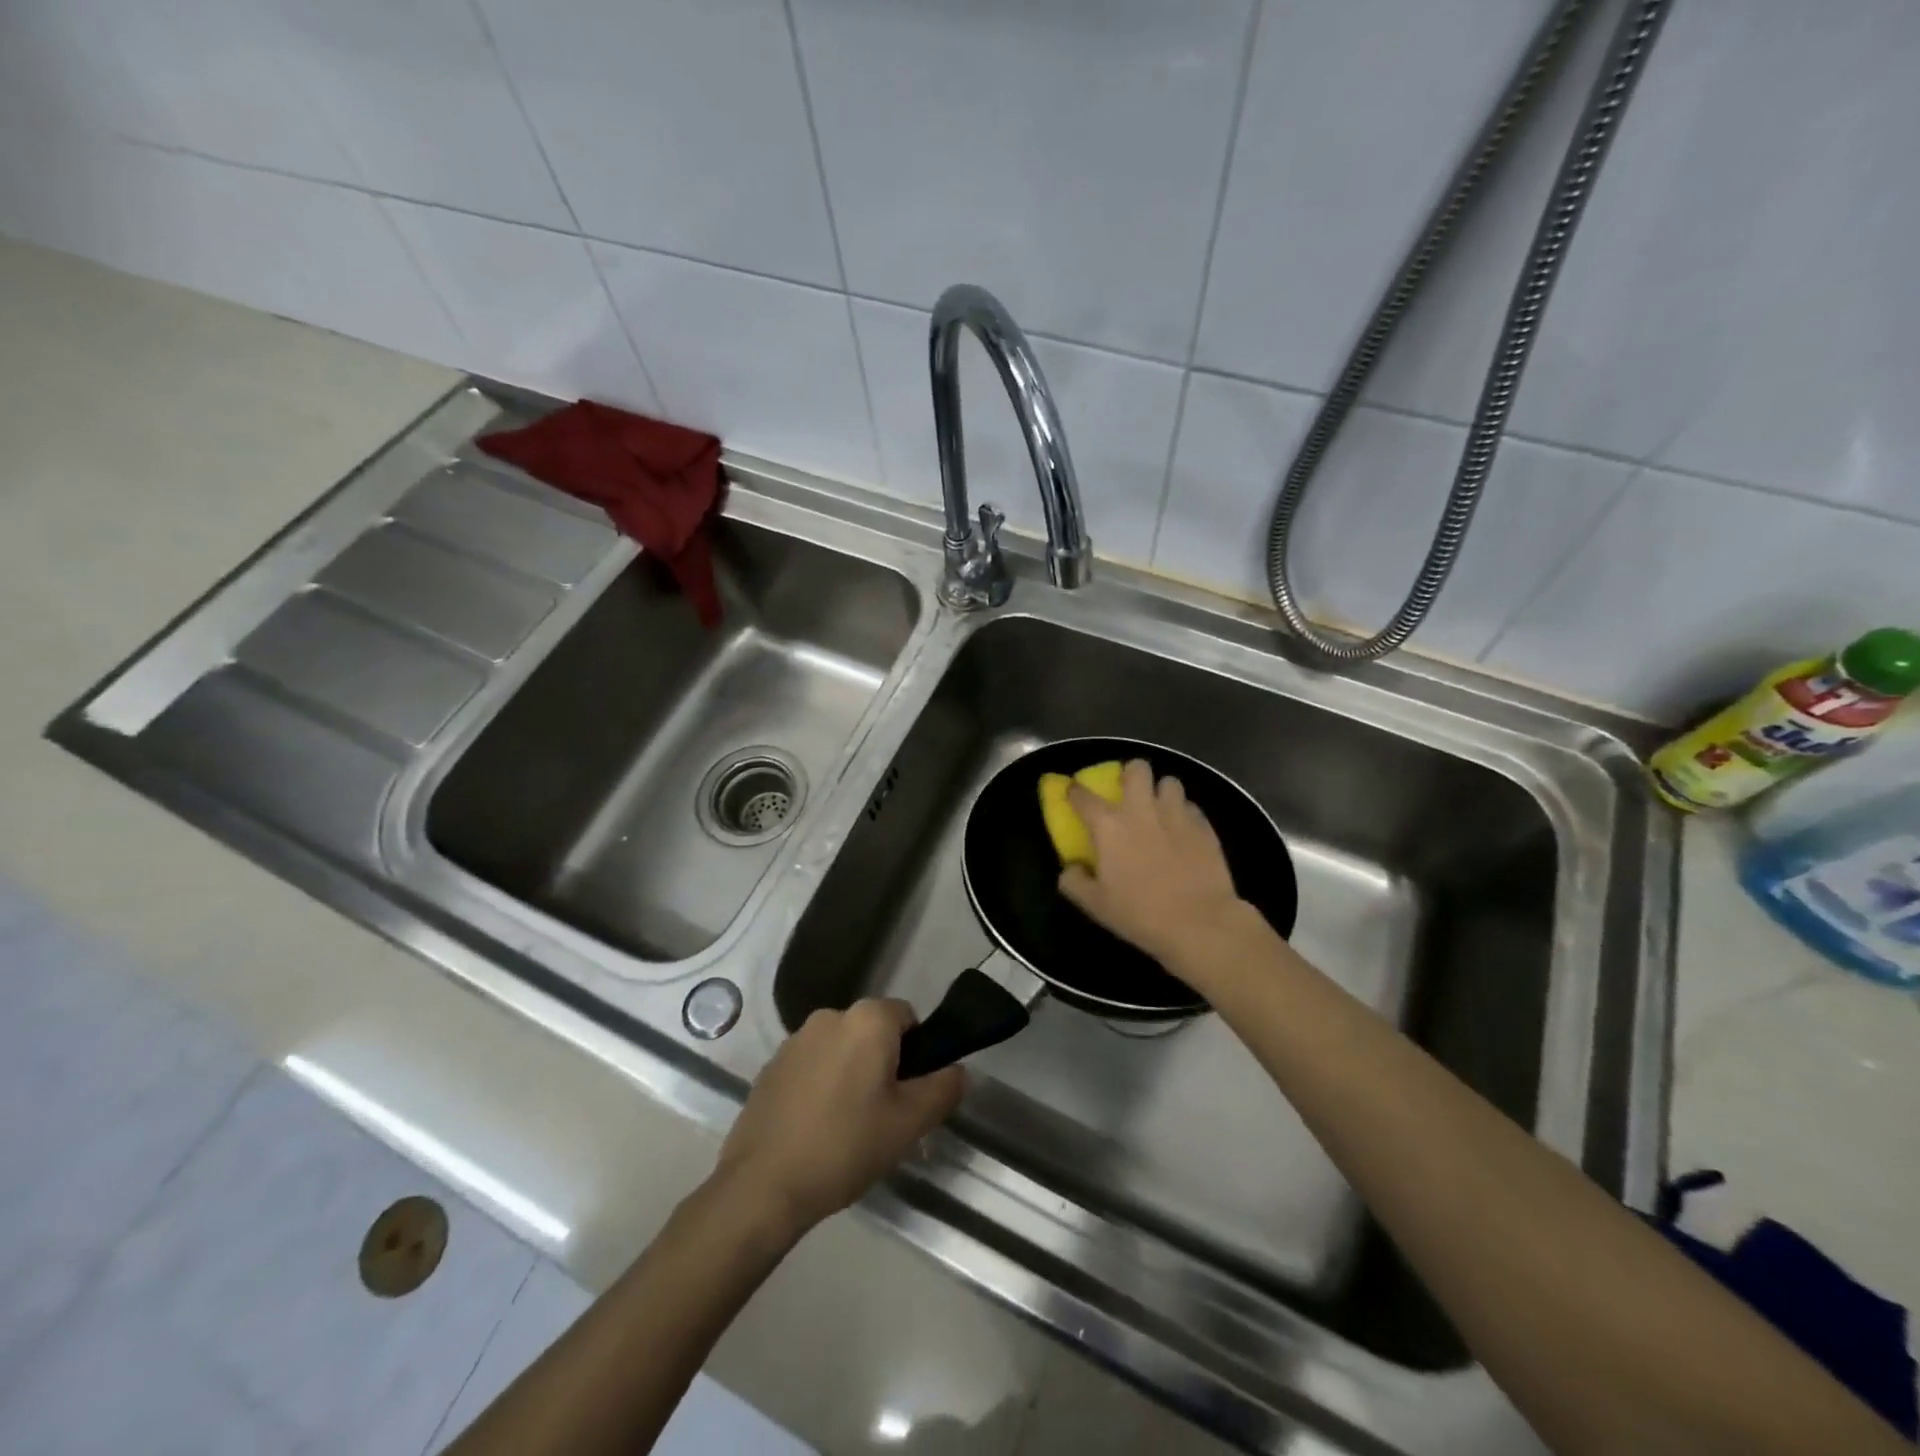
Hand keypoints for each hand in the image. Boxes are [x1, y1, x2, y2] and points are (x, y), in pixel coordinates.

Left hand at [712, 1000, 965, 1238]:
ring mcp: (795, 1039)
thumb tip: (958, 1070)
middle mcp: (830, 1016)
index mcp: (867, 1020)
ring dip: (850, 1073)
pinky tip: (815, 1127)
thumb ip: (943, 1089)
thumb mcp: (909, 1124)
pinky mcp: (770, 1065)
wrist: (762, 1185)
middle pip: (872, 1031)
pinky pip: (811, 1065)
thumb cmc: (846, 1146)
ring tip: (847, 1125)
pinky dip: (820, 1084)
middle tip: (883, 1114)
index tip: (909, 1094)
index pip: (907, 1017)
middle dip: (882, 1063)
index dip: (916, 1053)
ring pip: (840, 1048)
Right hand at [1058, 758, 1250, 971]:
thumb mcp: (1095, 905)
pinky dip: (1184, 813)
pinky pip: (1191, 806)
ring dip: (1161, 792)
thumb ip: (1074, 881)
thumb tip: (1070, 868)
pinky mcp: (1204, 826)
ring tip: (1160, 810)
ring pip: (1169, 781)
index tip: (1072, 793)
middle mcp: (1141, 809)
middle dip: (1130, 774)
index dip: (1074, 791)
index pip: (1082, 795)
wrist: (1200, 923)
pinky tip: (1182, 831)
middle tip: (1128, 793)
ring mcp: (1177, 814)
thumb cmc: (1140, 914)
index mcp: (1109, 825)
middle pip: (1137, 768)